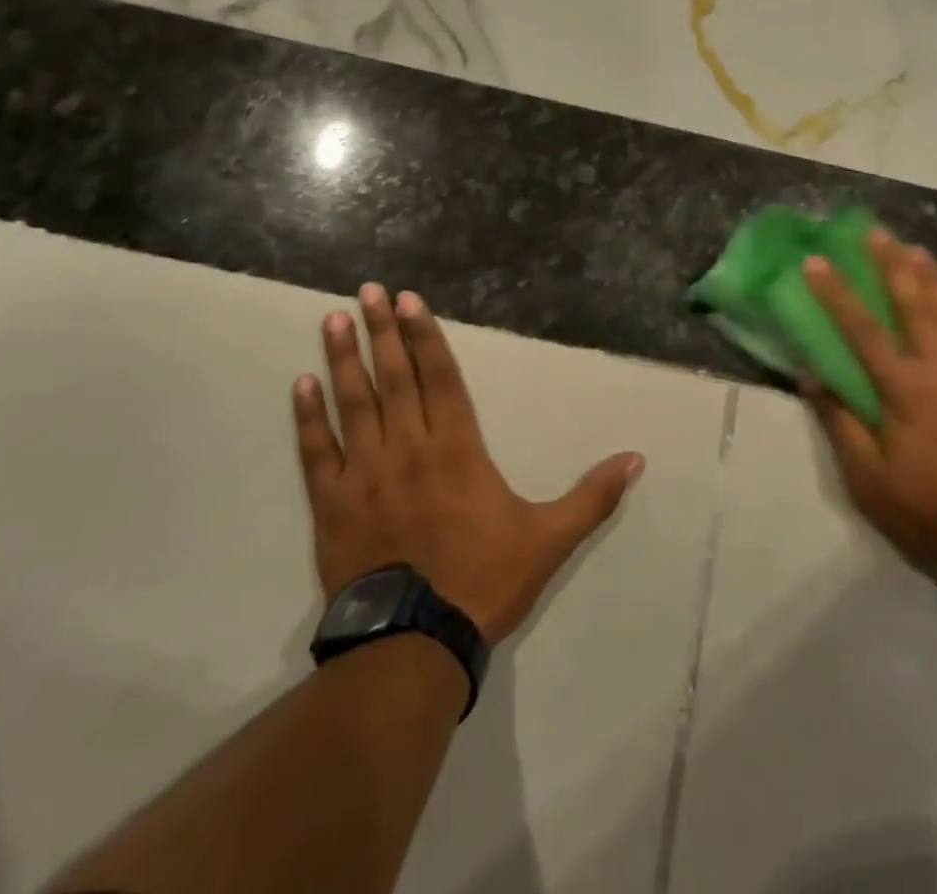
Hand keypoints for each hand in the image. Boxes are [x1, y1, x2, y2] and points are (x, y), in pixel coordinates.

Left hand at [292, 284, 644, 644]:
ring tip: (332, 320)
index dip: (425, 335)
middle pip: (393, 377)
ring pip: (353, 404)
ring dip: (343, 359)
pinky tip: (300, 385)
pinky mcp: (333, 504)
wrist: (415, 644)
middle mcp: (409, 447)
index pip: (440, 377)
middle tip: (367, 291)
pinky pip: (317, 452)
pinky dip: (308, 418)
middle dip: (382, 330)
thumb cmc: (484, 582)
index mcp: (457, 448)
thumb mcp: (550, 539)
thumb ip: (592, 497)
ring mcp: (366, 473)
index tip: (408, 300)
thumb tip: (637, 459)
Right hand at [802, 230, 936, 574]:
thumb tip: (811, 374)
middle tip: (876, 232)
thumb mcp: (865, 477)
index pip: (859, 328)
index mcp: (901, 388)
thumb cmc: (925, 508)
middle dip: (890, 264)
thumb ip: (838, 421)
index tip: (815, 260)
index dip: (834, 291)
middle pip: (912, 304)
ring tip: (919, 249)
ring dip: (935, 277)